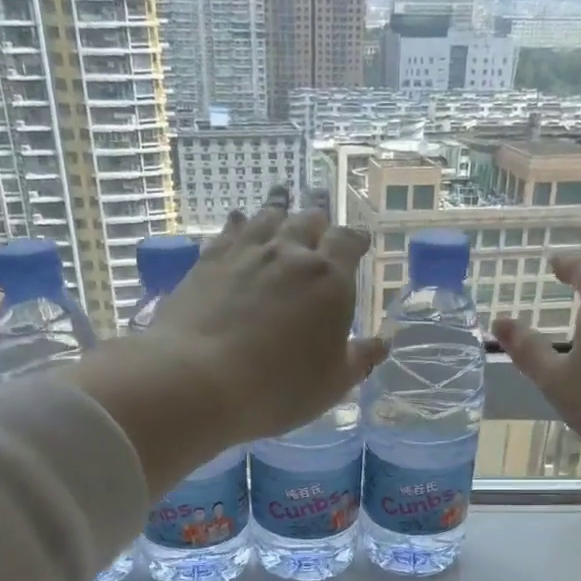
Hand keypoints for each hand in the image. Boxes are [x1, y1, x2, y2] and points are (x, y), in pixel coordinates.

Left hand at [146, 194, 385, 442]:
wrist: (198, 379)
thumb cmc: (278, 387)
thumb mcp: (331, 383)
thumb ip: (358, 359)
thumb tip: (382, 343)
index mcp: (329, 279)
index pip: (348, 243)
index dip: (355, 239)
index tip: (359, 240)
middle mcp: (290, 254)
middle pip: (309, 220)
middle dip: (319, 216)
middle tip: (321, 212)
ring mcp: (246, 252)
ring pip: (268, 216)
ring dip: (280, 205)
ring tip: (283, 193)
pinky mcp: (209, 260)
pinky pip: (231, 229)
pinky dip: (240, 222)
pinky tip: (239, 219)